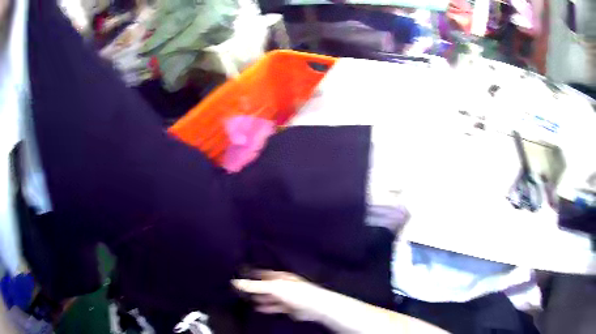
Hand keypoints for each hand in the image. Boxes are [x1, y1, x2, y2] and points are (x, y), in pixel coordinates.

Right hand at [233, 271, 329, 321]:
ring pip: (269, 297)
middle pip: (265, 285)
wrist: (313, 306)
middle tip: (240, 290)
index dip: (251, 274)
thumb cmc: (294, 292)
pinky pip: (274, 306)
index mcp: (279, 276)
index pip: (262, 273)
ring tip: (247, 300)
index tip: (240, 274)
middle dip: (254, 288)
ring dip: (259, 298)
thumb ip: (254, 286)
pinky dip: (266, 307)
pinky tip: (258, 309)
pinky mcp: (288, 306)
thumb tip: (235, 282)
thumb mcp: (272, 287)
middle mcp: (282, 284)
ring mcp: (285, 295)